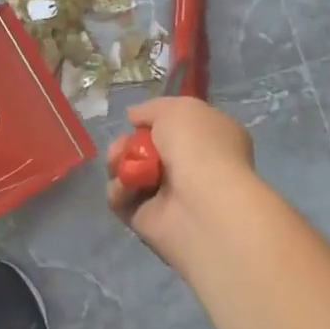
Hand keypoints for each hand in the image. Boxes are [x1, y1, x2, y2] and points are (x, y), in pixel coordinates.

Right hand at [106, 96, 256, 262]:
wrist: (201, 202)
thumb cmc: (198, 146)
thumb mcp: (177, 109)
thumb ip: (152, 109)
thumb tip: (134, 116)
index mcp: (211, 139)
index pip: (178, 127)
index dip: (155, 121)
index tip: (139, 120)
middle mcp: (192, 167)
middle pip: (146, 149)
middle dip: (127, 143)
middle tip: (123, 144)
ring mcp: (170, 196)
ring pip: (130, 173)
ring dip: (118, 163)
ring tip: (119, 163)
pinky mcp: (148, 219)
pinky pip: (123, 199)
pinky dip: (119, 191)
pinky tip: (127, 187)